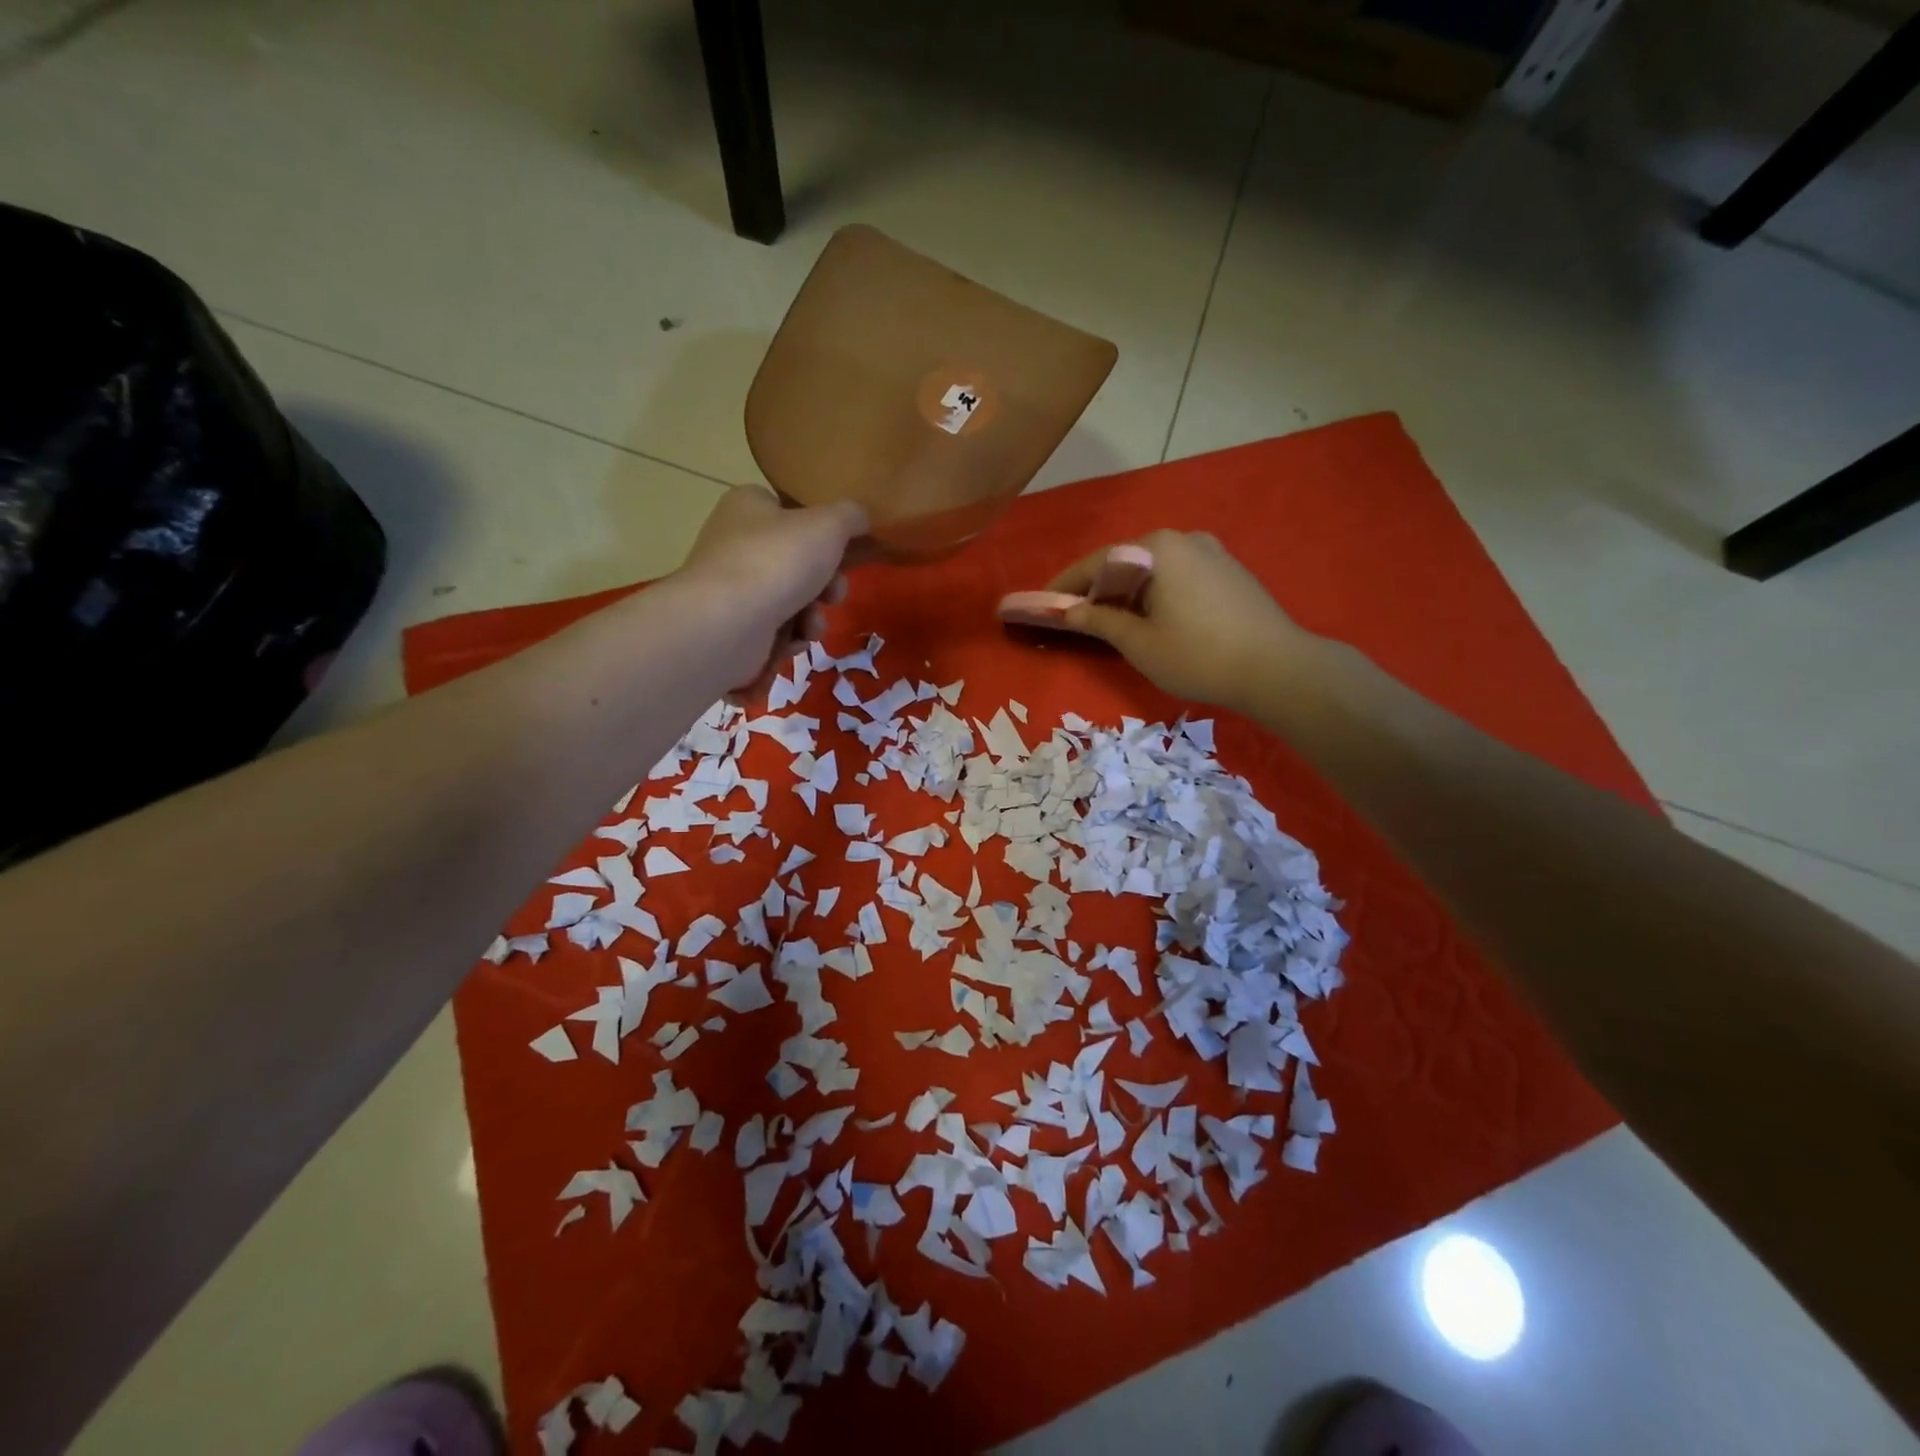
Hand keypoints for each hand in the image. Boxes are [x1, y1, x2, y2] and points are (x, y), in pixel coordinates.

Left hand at [675, 486, 866, 694]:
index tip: (842, 552)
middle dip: (825, 585)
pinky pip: (773, 630)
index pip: (789, 510)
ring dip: (812, 616)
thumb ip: (851, 515)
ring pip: (790, 600)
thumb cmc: (778, 561)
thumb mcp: (829, 524)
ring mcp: (731, 587)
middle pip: (796, 562)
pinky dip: (789, 638)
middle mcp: (734, 542)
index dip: (820, 532)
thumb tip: (861, 516)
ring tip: (811, 626)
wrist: (728, 623)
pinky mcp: (732, 627)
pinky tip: (791, 643)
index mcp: (748, 506)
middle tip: (834, 595)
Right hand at [1048, 530, 1316, 711]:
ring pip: (1153, 568)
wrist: (1277, 668)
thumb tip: (1068, 612)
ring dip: (1127, 591)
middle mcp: (1183, 538)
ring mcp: (1211, 551)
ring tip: (1111, 621)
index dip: (1066, 585)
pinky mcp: (1229, 569)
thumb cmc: (1197, 655)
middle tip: (1076, 616)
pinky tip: (1152, 617)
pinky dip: (1156, 592)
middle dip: (1098, 588)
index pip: (1097, 562)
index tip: (1043, 602)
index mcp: (1157, 548)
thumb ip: (1099, 621)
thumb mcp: (1138, 643)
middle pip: (1126, 562)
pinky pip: (1178, 575)